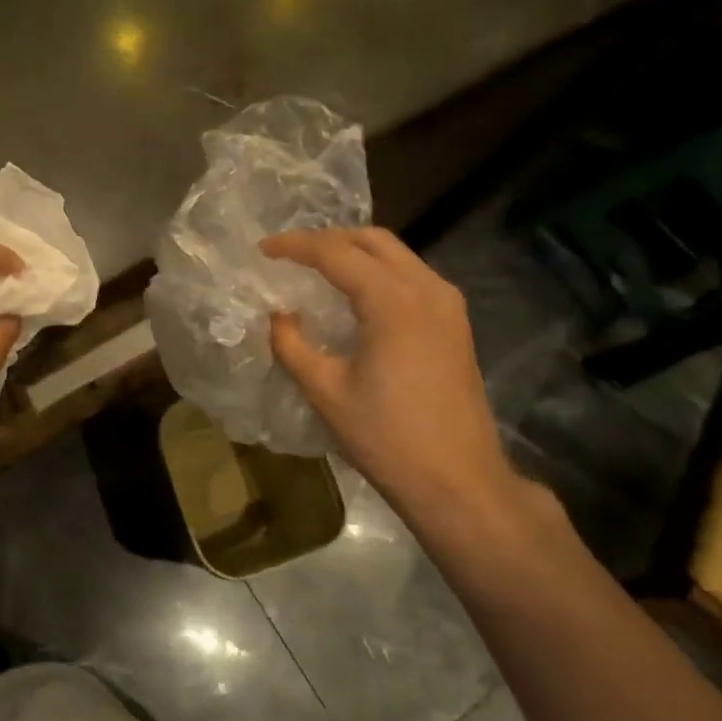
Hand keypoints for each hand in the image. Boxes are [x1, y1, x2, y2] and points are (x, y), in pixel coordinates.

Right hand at [262, 228, 536, 550]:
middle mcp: (426, 289)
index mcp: (392, 300)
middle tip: (291, 254)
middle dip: (329, 239)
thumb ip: (293, 345)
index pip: (336, 253)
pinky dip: (380, 272)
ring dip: (357, 252)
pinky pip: (413, 277)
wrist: (458, 481)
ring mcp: (448, 305)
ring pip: (398, 255)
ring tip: (319, 269)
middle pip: (373, 241)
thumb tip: (279, 316)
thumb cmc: (386, 437)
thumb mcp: (326, 391)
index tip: (263, 249)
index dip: (296, 246)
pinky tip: (358, 295)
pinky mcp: (456, 324)